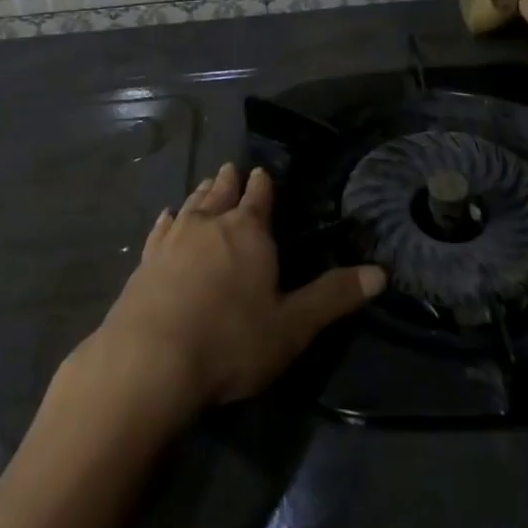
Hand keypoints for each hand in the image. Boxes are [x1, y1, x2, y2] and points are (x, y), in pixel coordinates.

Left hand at [74, 163, 384, 422]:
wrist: (152, 358)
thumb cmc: (231, 341)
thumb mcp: (292, 326)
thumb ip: (333, 297)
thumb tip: (380, 272)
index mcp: (248, 231)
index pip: (259, 197)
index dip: (262, 184)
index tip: (261, 171)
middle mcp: (210, 223)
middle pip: (222, 192)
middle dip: (229, 181)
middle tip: (231, 169)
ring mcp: (173, 238)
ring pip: (191, 204)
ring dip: (201, 193)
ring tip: (206, 184)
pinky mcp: (146, 258)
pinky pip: (160, 228)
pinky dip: (167, 219)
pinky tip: (166, 216)